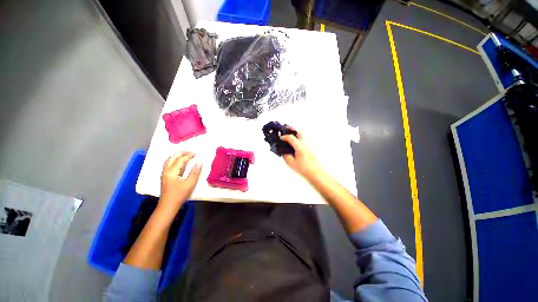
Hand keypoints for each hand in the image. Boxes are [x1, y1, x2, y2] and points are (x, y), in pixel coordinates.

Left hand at [159, 152, 201, 214]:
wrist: (168, 206)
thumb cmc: (179, 195)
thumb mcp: (189, 184)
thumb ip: (195, 173)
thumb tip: (199, 163)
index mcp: (171, 172)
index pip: (180, 160)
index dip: (188, 155)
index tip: (196, 153)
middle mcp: (166, 171)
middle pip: (172, 158)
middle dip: (180, 153)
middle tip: (189, 151)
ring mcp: (164, 174)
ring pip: (169, 161)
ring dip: (176, 156)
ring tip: (184, 155)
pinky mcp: (165, 178)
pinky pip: (169, 165)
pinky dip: (174, 161)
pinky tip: (180, 163)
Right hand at [281, 128, 324, 181]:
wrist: (315, 173)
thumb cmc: (303, 168)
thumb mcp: (291, 163)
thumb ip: (286, 156)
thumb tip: (283, 151)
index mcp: (299, 147)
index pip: (291, 138)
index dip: (284, 136)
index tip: (280, 138)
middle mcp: (304, 144)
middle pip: (299, 132)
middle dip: (292, 129)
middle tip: (285, 128)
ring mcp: (307, 146)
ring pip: (301, 136)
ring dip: (294, 134)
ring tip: (288, 136)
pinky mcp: (308, 149)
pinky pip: (301, 141)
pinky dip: (296, 139)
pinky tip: (292, 144)